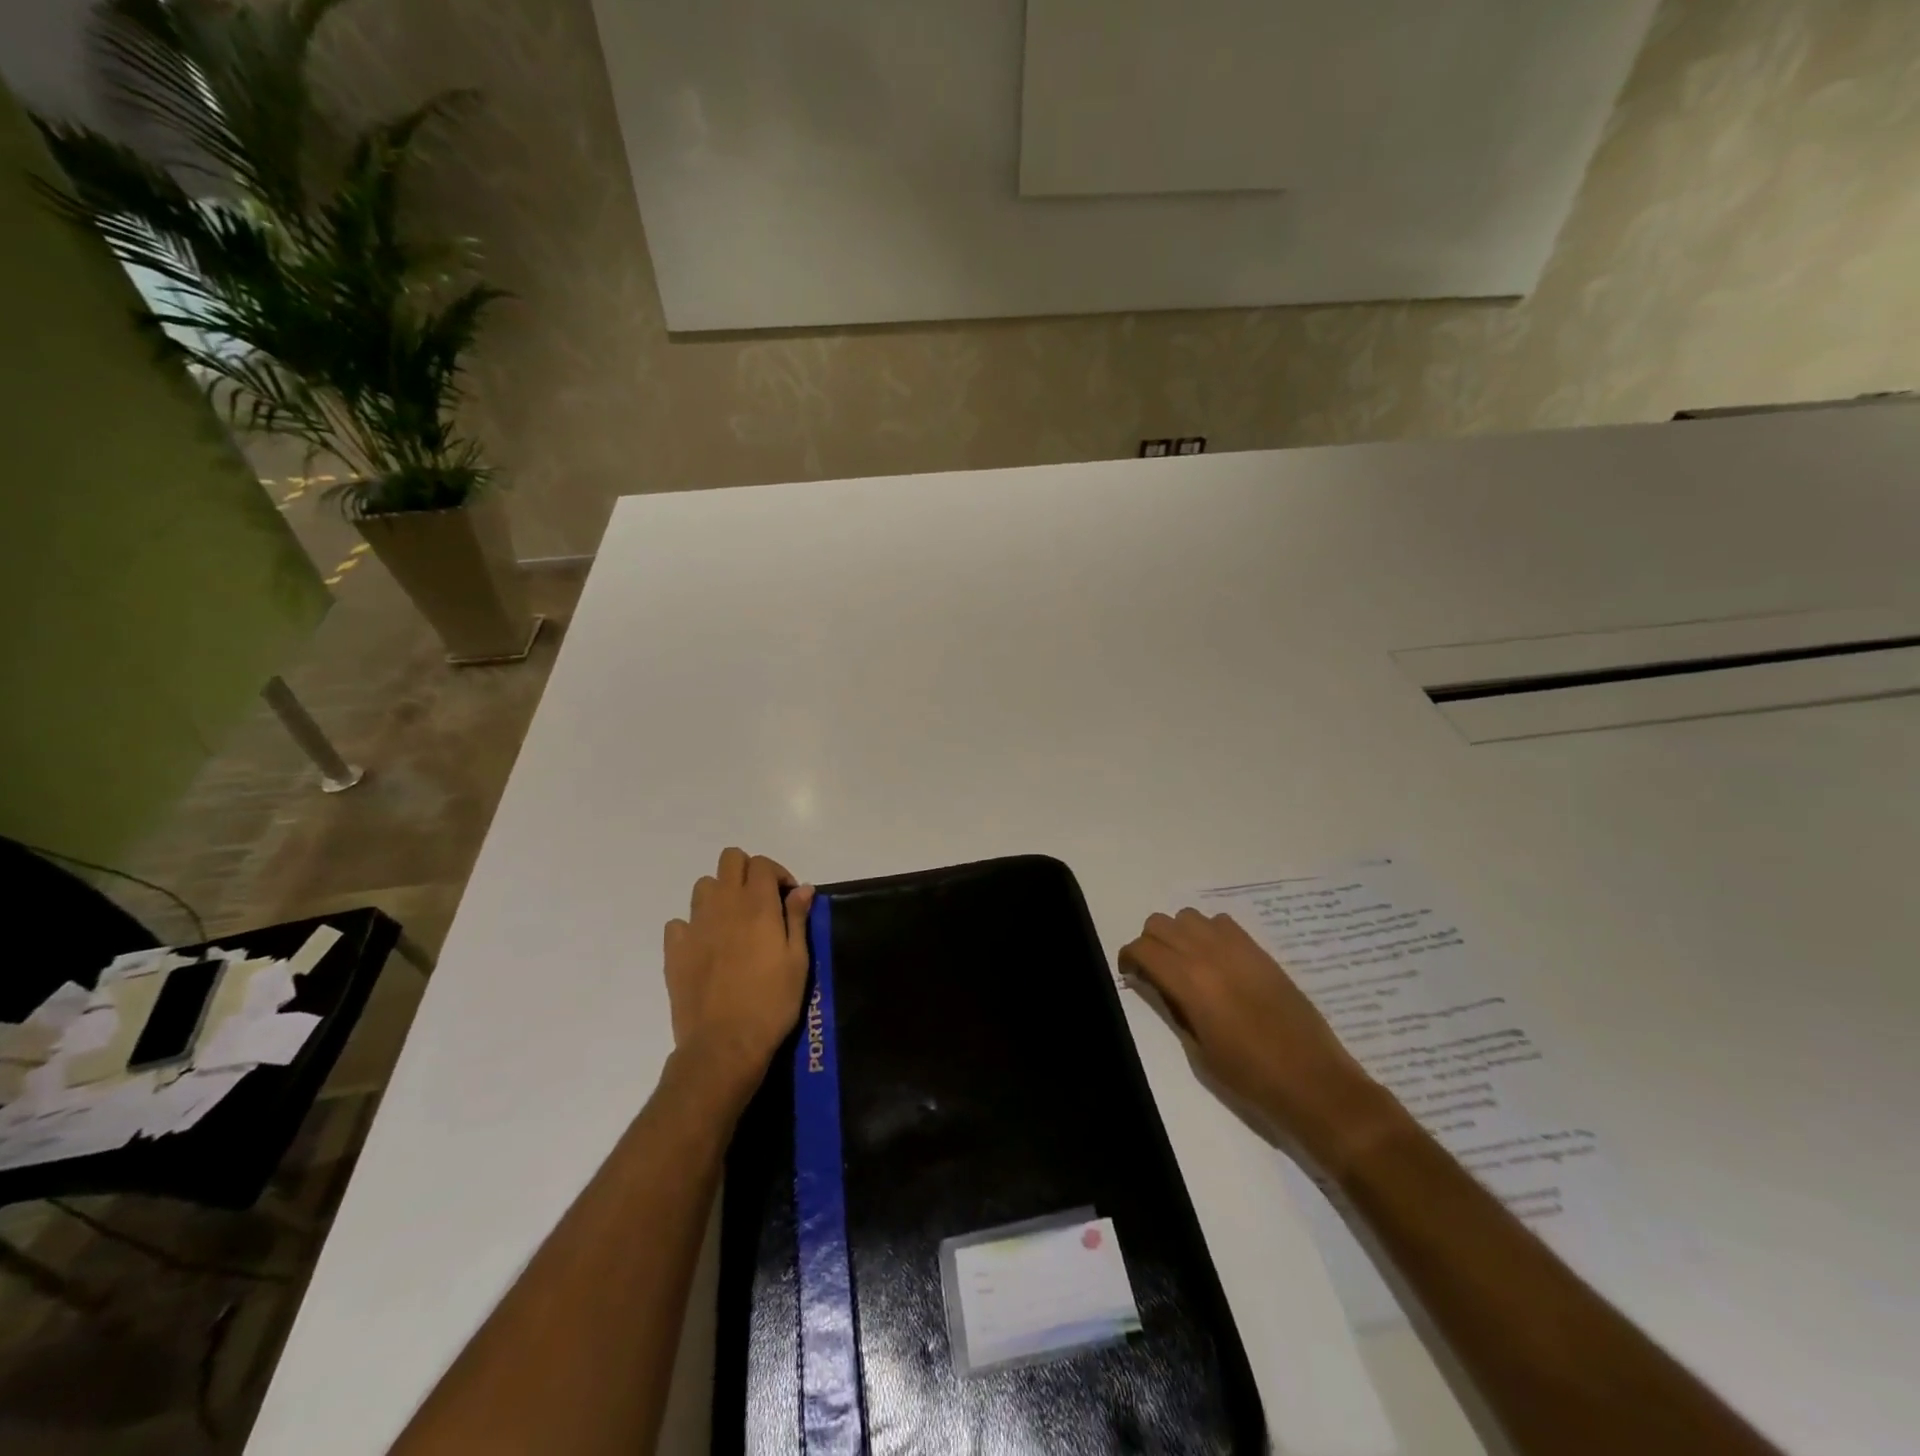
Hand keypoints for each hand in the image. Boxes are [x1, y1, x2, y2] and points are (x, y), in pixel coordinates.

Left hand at [663, 848, 815, 1083]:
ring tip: (734, 922)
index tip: (788, 899)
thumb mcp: (798, 960)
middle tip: (761, 901)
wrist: (724, 1044)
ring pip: (703, 885)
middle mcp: (724, 905)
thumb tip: (803, 888)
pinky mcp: (674, 950)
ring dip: (720, 894)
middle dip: (747, 872)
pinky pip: (680, 922)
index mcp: (757, 905)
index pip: (762, 863)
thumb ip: (797, 918)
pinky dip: (693, 926)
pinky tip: (706, 947)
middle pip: (730, 859)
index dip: (778, 874)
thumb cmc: (771, 1003)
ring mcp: (695, 926)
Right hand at [1120, 909, 1377, 1158]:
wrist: (1312, 1082)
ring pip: (1189, 917)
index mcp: (1189, 982)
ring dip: (1179, 933)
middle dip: (1150, 943)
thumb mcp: (1197, 1050)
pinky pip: (1222, 923)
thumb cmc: (1249, 1076)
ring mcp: (1237, 948)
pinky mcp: (1260, 952)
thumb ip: (1173, 1008)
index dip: (1129, 958)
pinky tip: (1217, 961)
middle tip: (1155, 970)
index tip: (1131, 975)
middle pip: (1160, 923)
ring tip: (1186, 962)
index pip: (1143, 948)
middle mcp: (1208, 954)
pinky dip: (1209, 933)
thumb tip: (1159, 985)